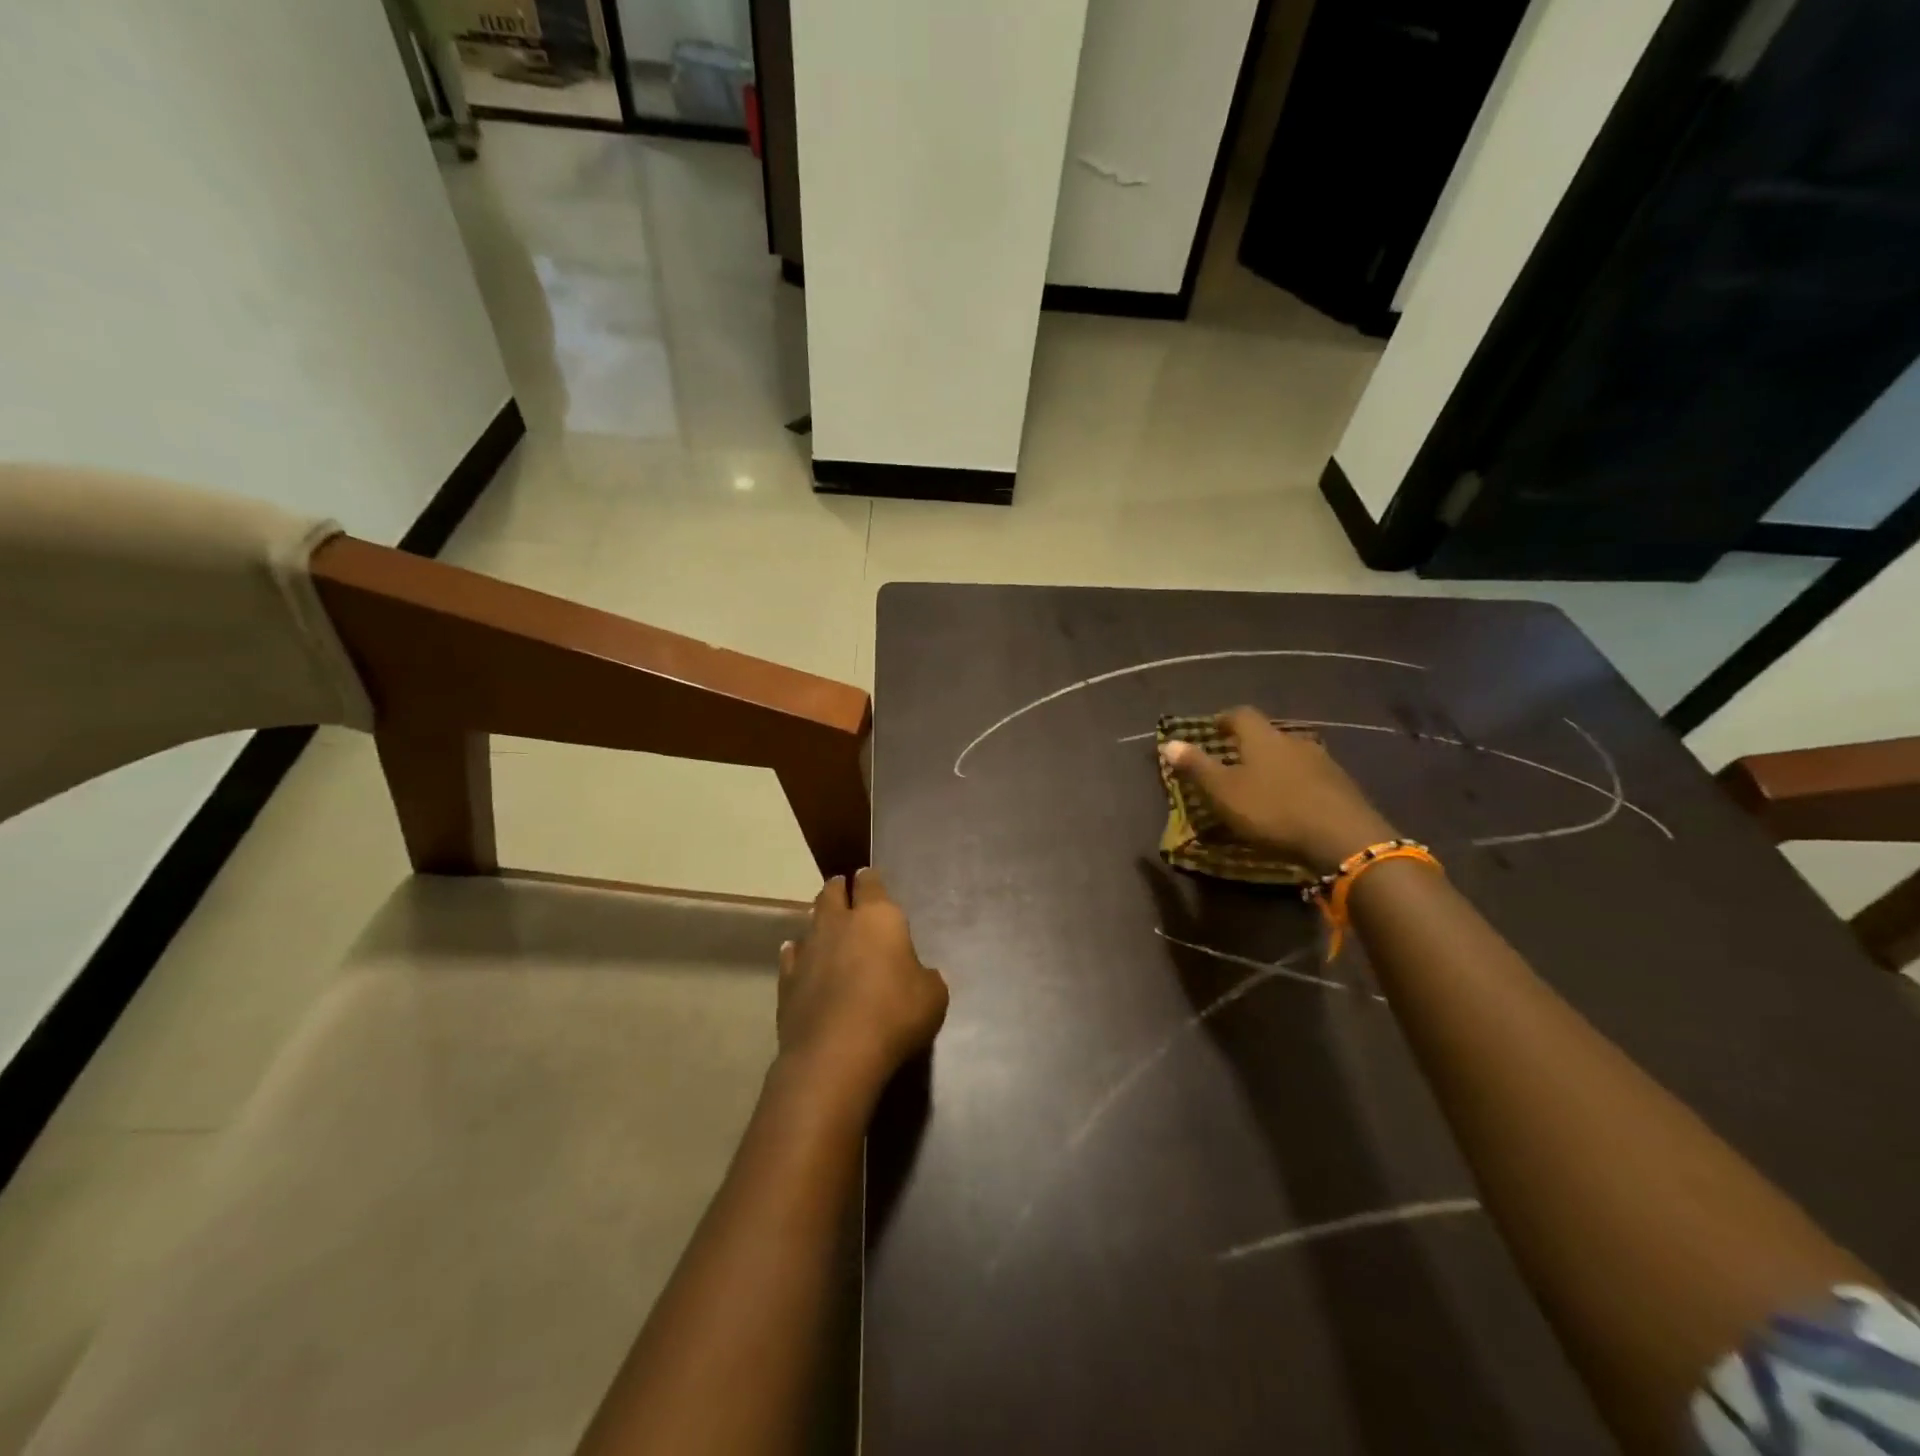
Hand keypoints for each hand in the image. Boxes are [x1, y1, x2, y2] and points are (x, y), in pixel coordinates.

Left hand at [776, 868, 948, 1106]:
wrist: (835, 1054)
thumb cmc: (894, 1015)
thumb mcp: (933, 997)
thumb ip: (927, 978)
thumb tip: (922, 975)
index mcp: (879, 918)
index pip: (871, 884)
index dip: (870, 879)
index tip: (868, 876)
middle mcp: (839, 924)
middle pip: (832, 894)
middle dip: (838, 889)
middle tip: (842, 888)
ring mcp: (808, 950)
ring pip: (810, 922)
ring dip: (818, 920)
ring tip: (824, 923)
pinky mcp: (786, 981)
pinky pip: (792, 956)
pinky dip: (797, 953)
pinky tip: (798, 956)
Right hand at [1160, 706, 1397, 874]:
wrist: (1343, 837)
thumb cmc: (1272, 810)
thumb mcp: (1223, 791)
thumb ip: (1196, 767)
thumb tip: (1168, 742)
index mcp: (1262, 737)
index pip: (1240, 715)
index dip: (1224, 720)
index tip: (1213, 730)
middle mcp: (1293, 740)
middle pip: (1268, 734)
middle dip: (1250, 745)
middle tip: (1234, 761)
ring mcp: (1322, 761)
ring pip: (1291, 755)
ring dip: (1275, 765)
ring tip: (1263, 784)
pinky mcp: (1341, 785)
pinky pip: (1311, 776)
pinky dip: (1296, 783)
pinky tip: (1292, 802)